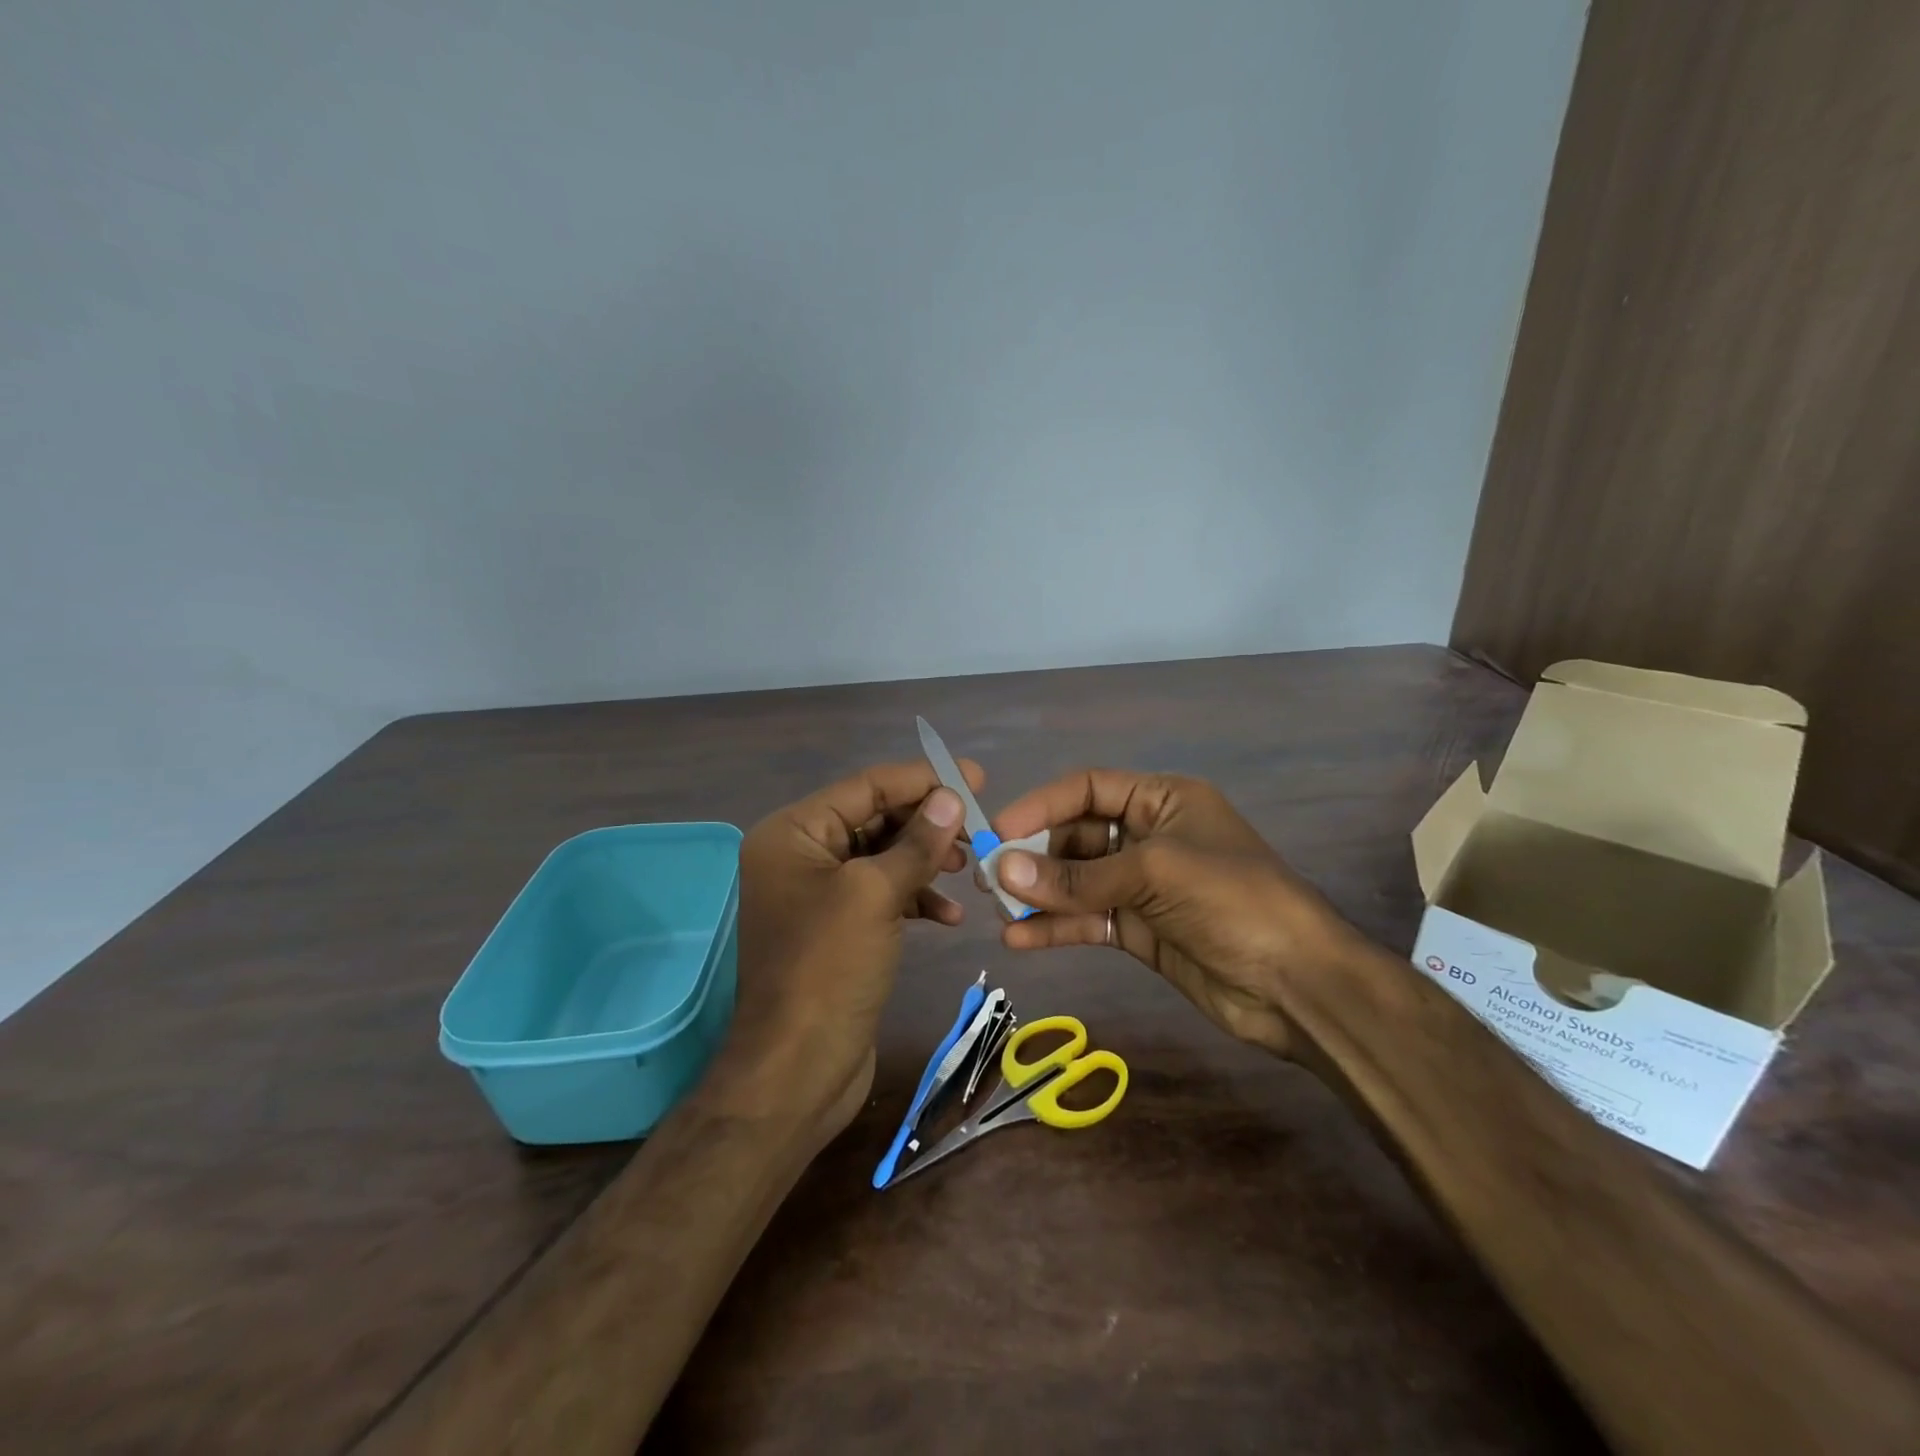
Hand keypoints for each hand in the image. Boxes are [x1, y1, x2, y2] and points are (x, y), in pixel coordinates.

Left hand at [714, 760, 981, 1144]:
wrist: (797, 1072)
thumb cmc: (828, 970)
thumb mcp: (874, 895)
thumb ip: (916, 842)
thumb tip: (951, 796)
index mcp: (793, 833)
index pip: (866, 787)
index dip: (922, 780)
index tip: (976, 778)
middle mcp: (800, 855)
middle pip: (875, 819)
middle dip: (927, 823)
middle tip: (978, 830)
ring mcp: (818, 894)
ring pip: (882, 857)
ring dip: (925, 861)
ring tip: (966, 869)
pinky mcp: (838, 928)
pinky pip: (881, 895)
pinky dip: (915, 898)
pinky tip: (949, 915)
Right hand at [990, 770, 1364, 1057]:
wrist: (1297, 985)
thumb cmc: (1233, 902)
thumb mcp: (1154, 874)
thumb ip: (1078, 877)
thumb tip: (1002, 871)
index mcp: (1162, 800)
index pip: (1088, 788)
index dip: (1042, 805)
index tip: (999, 830)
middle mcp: (1148, 836)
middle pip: (1077, 836)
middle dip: (1034, 856)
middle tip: (989, 878)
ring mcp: (1143, 886)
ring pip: (1077, 881)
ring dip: (1039, 894)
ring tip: (997, 910)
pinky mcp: (1139, 930)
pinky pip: (1087, 919)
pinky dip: (1056, 927)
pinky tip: (1020, 939)